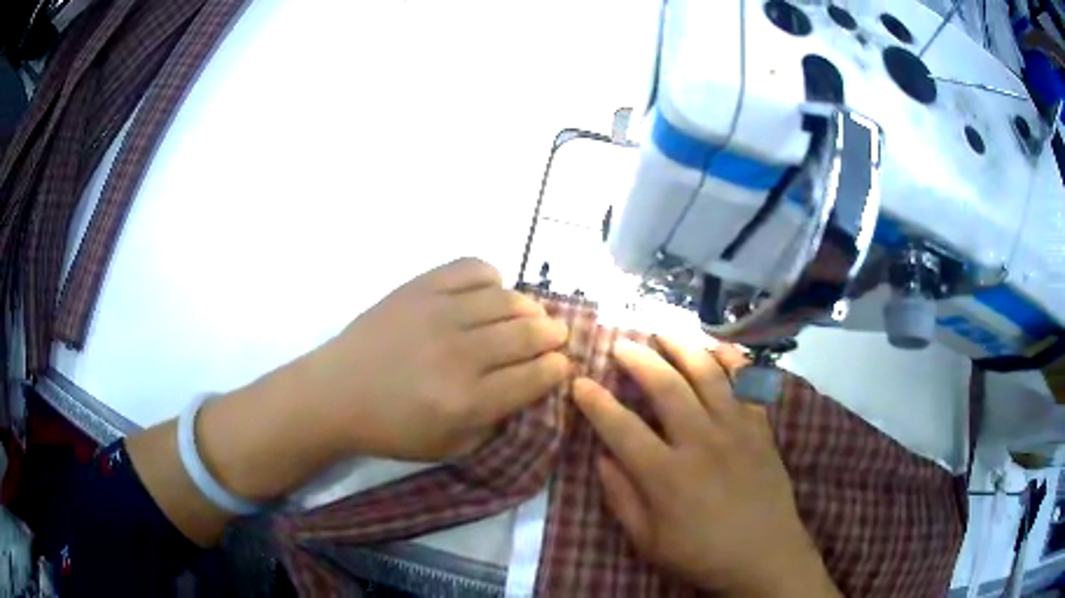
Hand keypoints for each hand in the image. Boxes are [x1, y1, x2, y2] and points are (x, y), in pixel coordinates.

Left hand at [299, 258, 569, 460]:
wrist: (336, 393)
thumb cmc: (392, 428)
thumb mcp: (450, 446)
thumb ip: (494, 422)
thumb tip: (528, 388)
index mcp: (468, 401)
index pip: (534, 376)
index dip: (558, 368)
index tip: (562, 364)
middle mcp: (459, 354)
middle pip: (527, 335)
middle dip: (553, 335)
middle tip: (556, 336)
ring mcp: (438, 314)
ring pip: (507, 300)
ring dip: (530, 308)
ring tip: (531, 315)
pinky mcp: (419, 288)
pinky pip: (472, 269)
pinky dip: (492, 277)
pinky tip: (491, 292)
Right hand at [572, 337, 839, 596]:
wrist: (764, 556)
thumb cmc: (701, 554)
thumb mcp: (648, 540)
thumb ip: (621, 498)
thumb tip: (602, 458)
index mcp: (666, 475)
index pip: (621, 428)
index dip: (596, 403)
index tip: (579, 382)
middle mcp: (701, 442)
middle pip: (665, 387)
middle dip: (638, 360)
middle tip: (621, 343)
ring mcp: (736, 430)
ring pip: (707, 375)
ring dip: (682, 348)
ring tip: (663, 331)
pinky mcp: (760, 428)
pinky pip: (747, 384)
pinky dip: (732, 360)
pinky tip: (718, 346)